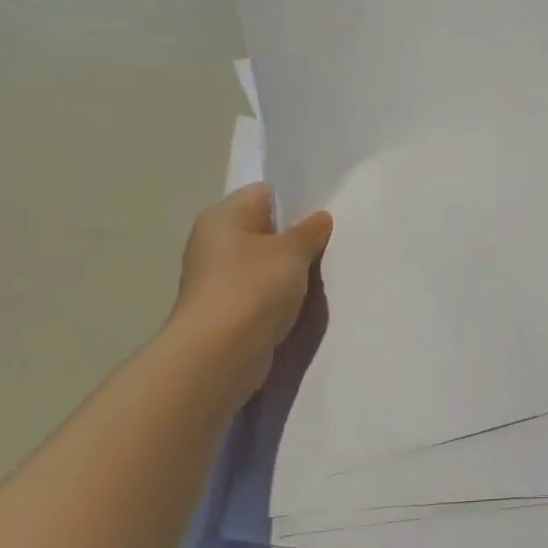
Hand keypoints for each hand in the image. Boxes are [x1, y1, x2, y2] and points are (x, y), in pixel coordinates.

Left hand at [170, 183, 333, 397]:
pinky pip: (262, 291)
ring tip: (322, 274)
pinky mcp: (228, 308)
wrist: (220, 353)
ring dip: (291, 270)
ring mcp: (219, 278)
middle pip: (266, 229)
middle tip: (332, 244)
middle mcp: (215, 242)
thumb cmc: (253, 288)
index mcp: (223, 217)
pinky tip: (303, 302)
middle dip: (298, 237)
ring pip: (266, 263)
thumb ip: (310, 231)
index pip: (265, 194)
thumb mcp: (292, 251)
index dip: (297, 201)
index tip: (327, 215)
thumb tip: (320, 218)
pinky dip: (281, 295)